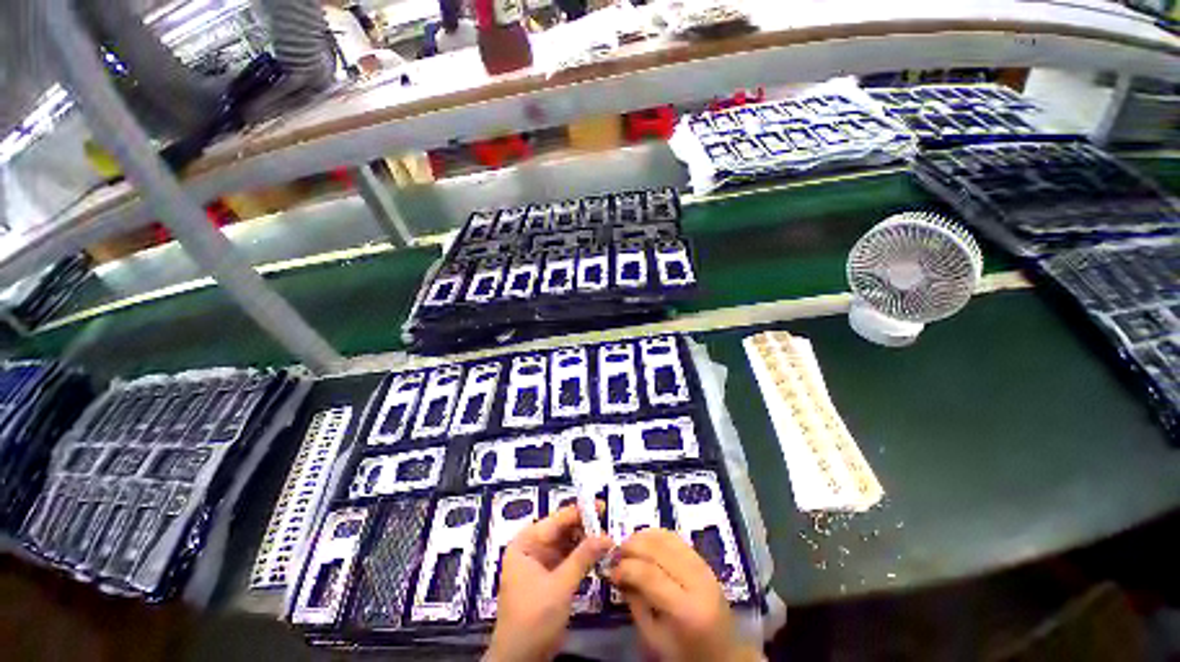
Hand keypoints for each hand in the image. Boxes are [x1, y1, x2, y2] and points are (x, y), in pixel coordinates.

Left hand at [487, 504, 611, 661]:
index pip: (556, 520)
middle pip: (562, 530)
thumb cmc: (533, 618)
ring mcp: (541, 562)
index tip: (602, 506)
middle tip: (609, 526)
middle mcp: (532, 547)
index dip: (579, 512)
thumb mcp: (560, 586)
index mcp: (526, 543)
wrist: (521, 659)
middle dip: (585, 528)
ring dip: (586, 542)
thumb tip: (606, 536)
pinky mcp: (550, 576)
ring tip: (608, 540)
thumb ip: (583, 558)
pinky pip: (568, 558)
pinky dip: (582, 557)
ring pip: (567, 543)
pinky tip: (599, 555)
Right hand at [611, 528, 759, 661]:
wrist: (725, 655)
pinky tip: (644, 542)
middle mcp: (698, 582)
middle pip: (658, 550)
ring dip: (642, 537)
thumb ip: (635, 603)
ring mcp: (704, 568)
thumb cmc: (686, 654)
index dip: (626, 568)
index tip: (610, 570)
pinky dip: (656, 535)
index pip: (650, 575)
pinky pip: (676, 539)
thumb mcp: (654, 639)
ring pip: (667, 538)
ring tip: (626, 547)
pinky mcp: (705, 561)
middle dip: (631, 547)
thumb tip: (617, 572)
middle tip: (614, 554)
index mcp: (687, 610)